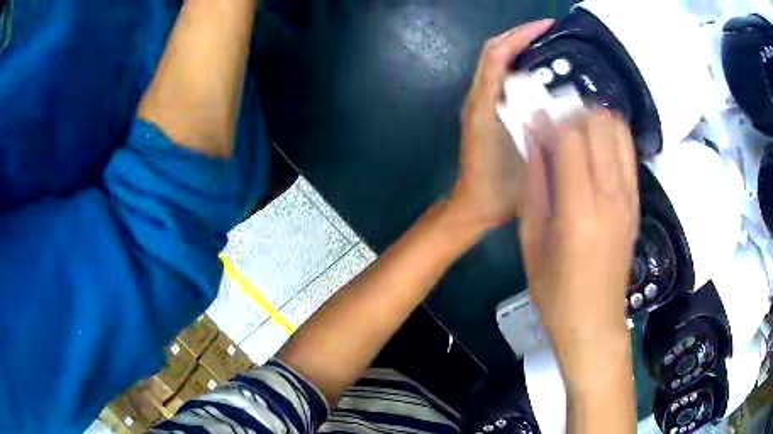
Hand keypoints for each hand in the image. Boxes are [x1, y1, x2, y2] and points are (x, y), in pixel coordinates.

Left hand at [451, 20, 553, 228]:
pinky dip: (522, 67)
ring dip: (521, 48)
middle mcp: (480, 95)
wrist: (478, 203)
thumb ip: (531, 125)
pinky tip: (544, 73)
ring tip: (550, 45)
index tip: (548, 25)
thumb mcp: (521, 155)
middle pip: (496, 51)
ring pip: (499, 62)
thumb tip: (552, 94)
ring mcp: (483, 102)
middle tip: (552, 32)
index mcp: (484, 101)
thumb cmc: (499, 186)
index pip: (498, 53)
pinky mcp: (489, 110)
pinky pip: (504, 79)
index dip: (522, 34)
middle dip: (521, 35)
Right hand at [520, 111, 638, 389]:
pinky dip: (610, 138)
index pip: (571, 139)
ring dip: (594, 122)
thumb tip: (534, 138)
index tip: (534, 122)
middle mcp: (611, 197)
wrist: (595, 321)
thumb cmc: (555, 291)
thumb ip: (535, 184)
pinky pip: (627, 151)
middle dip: (573, 115)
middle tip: (554, 128)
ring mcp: (629, 197)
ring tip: (575, 136)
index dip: (550, 122)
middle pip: (599, 125)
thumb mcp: (531, 240)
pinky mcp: (637, 201)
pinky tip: (594, 152)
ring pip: (618, 130)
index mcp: (579, 211)